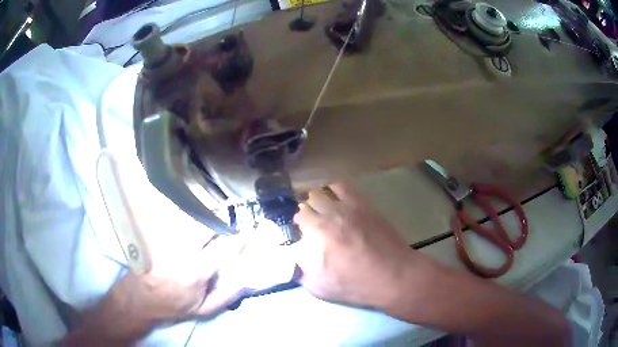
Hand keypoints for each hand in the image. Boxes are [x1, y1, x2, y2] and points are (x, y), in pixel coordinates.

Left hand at [63, 234, 245, 345]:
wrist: (138, 298)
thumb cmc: (172, 306)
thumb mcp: (203, 311)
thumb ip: (227, 296)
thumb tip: (245, 278)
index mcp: (195, 272)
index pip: (223, 247)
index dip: (239, 237)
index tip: (250, 230)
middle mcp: (180, 250)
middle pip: (206, 225)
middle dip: (220, 223)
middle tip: (227, 226)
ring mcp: (165, 238)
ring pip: (189, 218)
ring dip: (203, 219)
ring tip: (210, 224)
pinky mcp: (154, 233)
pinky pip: (174, 218)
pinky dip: (186, 218)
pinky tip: (190, 223)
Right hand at [291, 183, 416, 308]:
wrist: (393, 276)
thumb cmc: (356, 285)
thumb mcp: (319, 288)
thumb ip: (300, 270)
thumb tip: (295, 255)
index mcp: (316, 236)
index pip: (296, 221)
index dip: (298, 230)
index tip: (303, 238)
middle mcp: (327, 217)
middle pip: (304, 204)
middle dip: (305, 215)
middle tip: (313, 226)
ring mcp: (346, 207)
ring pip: (319, 192)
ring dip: (317, 202)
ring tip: (324, 212)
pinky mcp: (362, 203)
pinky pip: (341, 186)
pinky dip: (333, 190)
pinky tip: (337, 201)